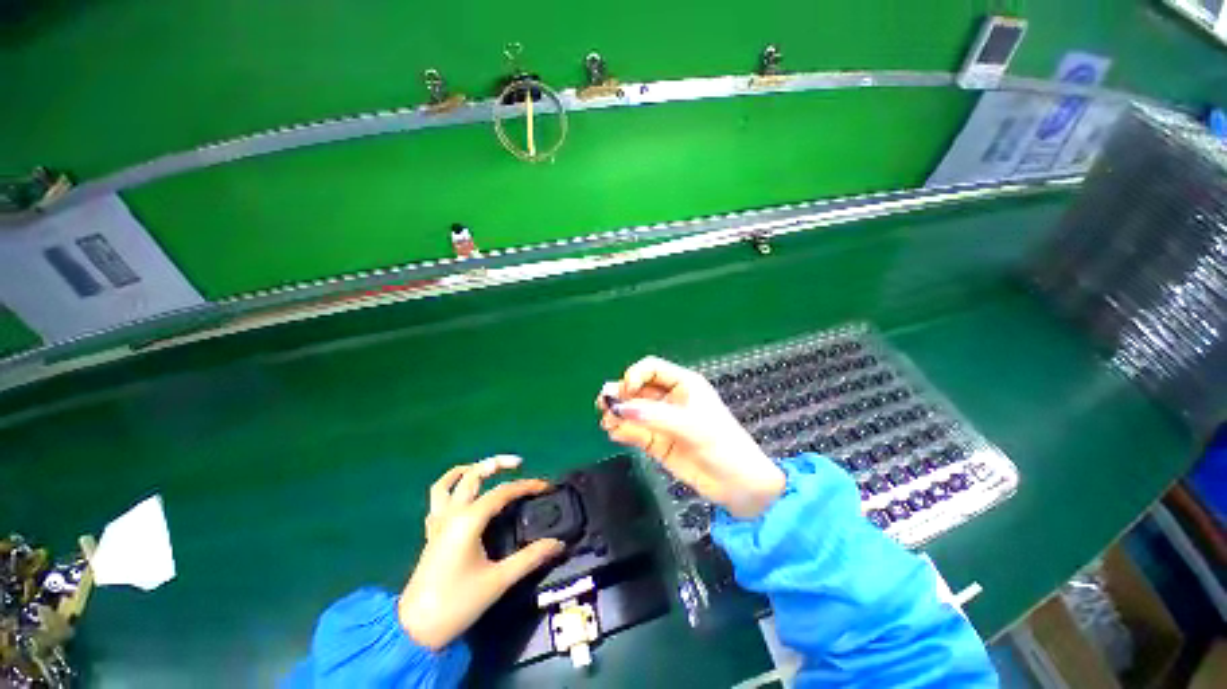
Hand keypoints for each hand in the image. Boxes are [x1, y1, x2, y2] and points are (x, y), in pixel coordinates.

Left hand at [398, 455, 564, 649]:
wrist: (414, 630)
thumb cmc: (457, 603)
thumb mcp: (498, 581)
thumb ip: (530, 558)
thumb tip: (557, 544)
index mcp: (469, 520)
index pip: (503, 491)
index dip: (526, 485)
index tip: (546, 487)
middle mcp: (452, 513)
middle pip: (473, 475)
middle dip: (497, 463)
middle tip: (519, 463)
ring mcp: (438, 522)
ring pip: (447, 482)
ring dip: (469, 470)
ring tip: (488, 469)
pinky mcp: (431, 533)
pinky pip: (436, 499)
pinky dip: (449, 487)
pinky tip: (463, 494)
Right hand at [597, 356, 784, 518]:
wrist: (738, 485)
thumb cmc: (721, 444)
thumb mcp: (689, 425)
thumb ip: (653, 416)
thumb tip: (618, 408)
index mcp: (683, 384)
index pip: (651, 368)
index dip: (635, 375)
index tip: (626, 391)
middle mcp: (670, 399)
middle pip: (637, 389)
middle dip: (620, 395)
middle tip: (602, 404)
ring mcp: (661, 421)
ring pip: (632, 410)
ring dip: (617, 413)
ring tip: (607, 422)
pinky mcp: (657, 442)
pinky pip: (634, 431)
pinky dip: (622, 430)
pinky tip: (614, 433)